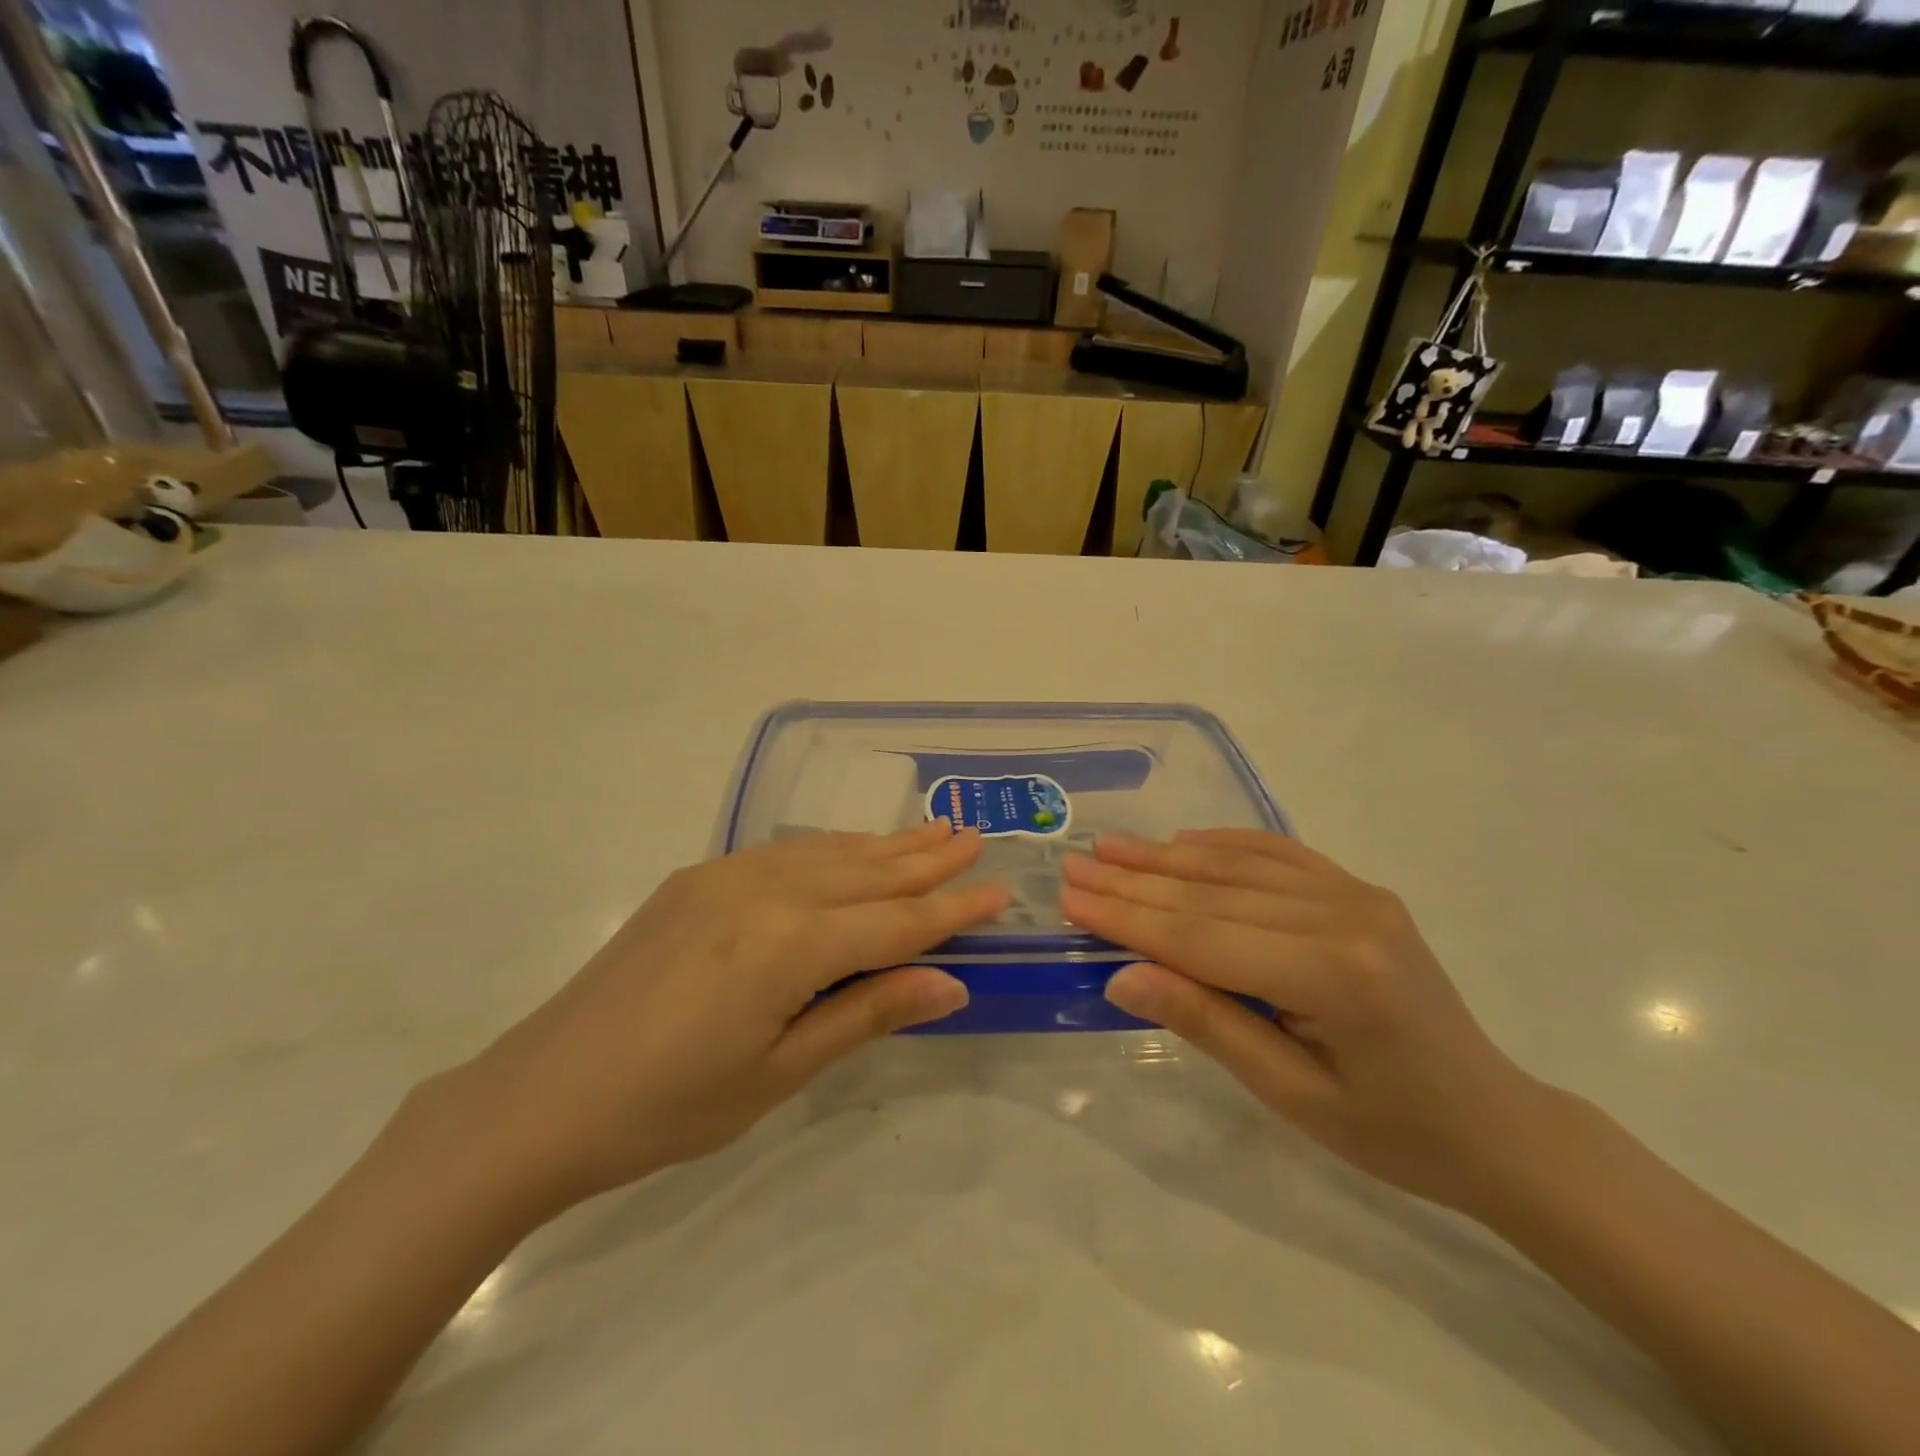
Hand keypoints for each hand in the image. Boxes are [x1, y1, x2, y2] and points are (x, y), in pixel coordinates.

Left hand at [441, 822, 1008, 1213]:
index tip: (1000, 891)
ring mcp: (726, 876)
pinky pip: (784, 853)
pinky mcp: (697, 878)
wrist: (540, 1097)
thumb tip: (950, 983)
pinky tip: (849, 851)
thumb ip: (867, 1013)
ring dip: (883, 845)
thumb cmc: (669, 1106)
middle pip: (867, 871)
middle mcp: (766, 890)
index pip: (897, 921)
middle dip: (926, 858)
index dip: (952, 910)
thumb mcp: (780, 1072)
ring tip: (930, 833)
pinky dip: (830, 850)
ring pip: (827, 852)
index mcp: (791, 943)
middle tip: (973, 836)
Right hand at [1060, 830, 1543, 1212]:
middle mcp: (1345, 916)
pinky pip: (1279, 854)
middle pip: (1213, 894)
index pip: (1203, 938)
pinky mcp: (1360, 891)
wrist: (1494, 1122)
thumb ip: (1208, 1024)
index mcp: (1333, 976)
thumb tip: (1123, 977)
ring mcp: (1357, 895)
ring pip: (1239, 867)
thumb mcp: (1291, 1096)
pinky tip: (1181, 840)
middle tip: (1073, 865)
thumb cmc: (1391, 1130)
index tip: (1071, 897)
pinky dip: (1223, 844)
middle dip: (1134, 881)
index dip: (1129, 917)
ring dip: (1166, 856)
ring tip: (1108, 847)